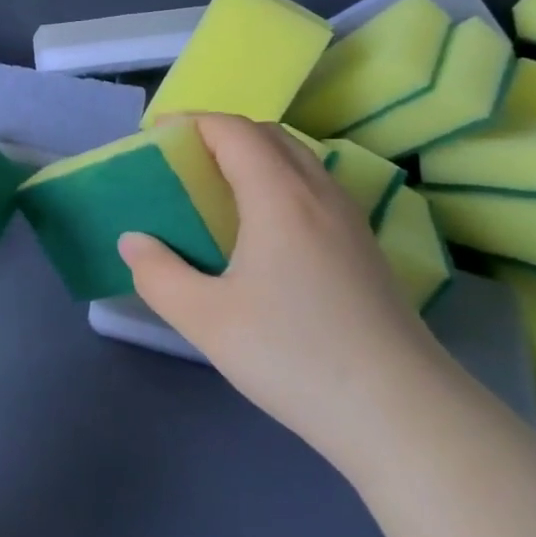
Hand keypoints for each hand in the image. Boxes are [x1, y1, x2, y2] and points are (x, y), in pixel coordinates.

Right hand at [119, 114, 455, 469]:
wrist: (402, 414)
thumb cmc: (294, 355)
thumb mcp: (206, 320)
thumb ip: (158, 274)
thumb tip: (133, 241)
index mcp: (279, 196)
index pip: (234, 131)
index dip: (192, 122)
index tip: (156, 134)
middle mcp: (319, 193)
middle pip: (269, 135)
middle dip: (221, 133)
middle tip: (183, 160)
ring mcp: (350, 220)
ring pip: (298, 160)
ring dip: (254, 156)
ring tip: (219, 189)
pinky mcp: (366, 249)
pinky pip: (315, 188)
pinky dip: (280, 182)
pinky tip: (265, 230)